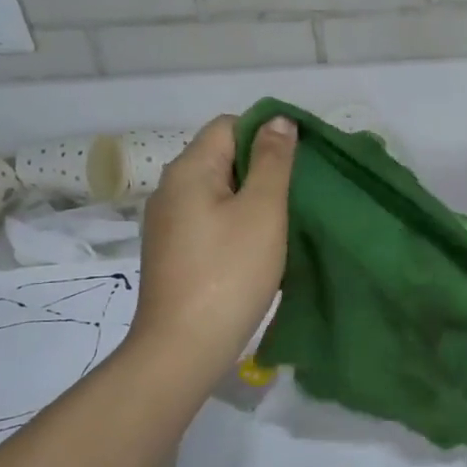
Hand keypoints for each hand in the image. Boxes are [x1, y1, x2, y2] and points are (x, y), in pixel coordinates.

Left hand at [130, 114, 295, 380]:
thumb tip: (277, 120)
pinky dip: (235, 224)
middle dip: (261, 168)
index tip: (299, 163)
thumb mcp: (263, 211)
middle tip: (298, 195)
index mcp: (188, 170)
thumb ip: (273, 161)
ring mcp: (167, 224)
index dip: (265, 134)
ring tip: (283, 223)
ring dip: (250, 199)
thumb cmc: (230, 272)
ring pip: (216, 192)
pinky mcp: (172, 253)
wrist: (184, 347)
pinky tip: (257, 249)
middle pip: (221, 157)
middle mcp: (170, 189)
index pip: (228, 125)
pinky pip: (208, 221)